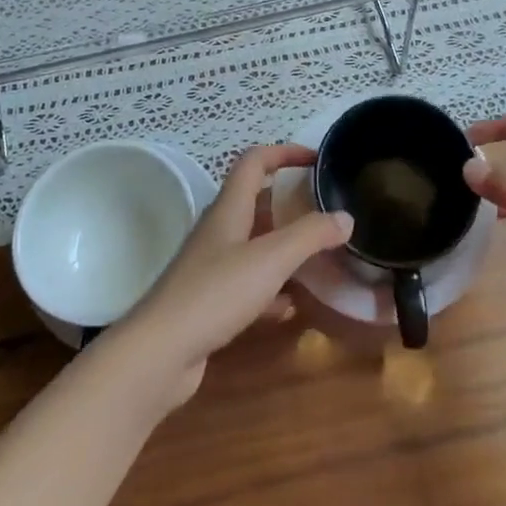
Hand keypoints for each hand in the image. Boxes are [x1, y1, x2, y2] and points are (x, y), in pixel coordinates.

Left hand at [119, 144, 351, 409]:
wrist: (159, 354)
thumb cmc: (215, 294)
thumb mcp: (270, 259)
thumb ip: (310, 235)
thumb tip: (346, 217)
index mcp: (229, 209)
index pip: (254, 161)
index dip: (284, 152)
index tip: (316, 159)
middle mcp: (219, 231)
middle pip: (256, 202)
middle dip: (291, 203)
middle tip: (326, 212)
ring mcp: (212, 268)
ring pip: (255, 246)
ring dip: (285, 248)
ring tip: (320, 257)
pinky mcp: (211, 303)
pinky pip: (250, 286)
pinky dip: (273, 290)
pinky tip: (292, 306)